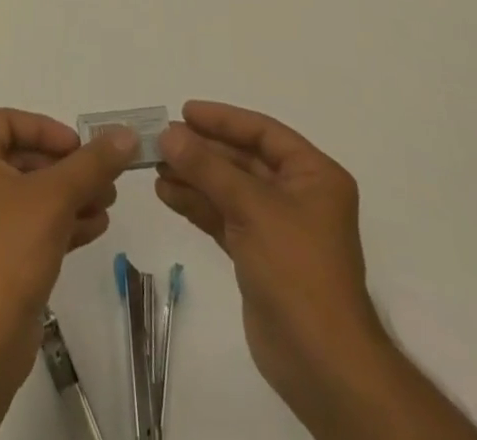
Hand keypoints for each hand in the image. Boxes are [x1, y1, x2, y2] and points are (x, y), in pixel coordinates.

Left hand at [0, 109, 136, 377]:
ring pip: (29, 195)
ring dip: (69, 195)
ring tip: (107, 203)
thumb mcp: (57, 196)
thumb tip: (125, 134)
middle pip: (22, 159)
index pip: (8, 122)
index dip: (47, 129)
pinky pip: (27, 226)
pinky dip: (58, 222)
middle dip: (67, 168)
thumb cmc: (11, 249)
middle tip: (102, 177)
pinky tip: (95, 228)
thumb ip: (92, 162)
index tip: (79, 147)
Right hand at [156, 102, 389, 428]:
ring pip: (229, 188)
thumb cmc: (297, 270)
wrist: (321, 364)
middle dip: (202, 151)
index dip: (223, 120)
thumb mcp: (252, 208)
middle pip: (243, 160)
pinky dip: (197, 204)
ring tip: (154, 166)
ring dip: (194, 177)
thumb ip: (207, 167)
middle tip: (161, 140)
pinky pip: (224, 217)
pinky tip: (167, 194)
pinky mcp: (259, 256)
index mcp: (313, 176)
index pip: (263, 133)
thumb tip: (168, 133)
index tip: (184, 112)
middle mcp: (298, 196)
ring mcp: (278, 227)